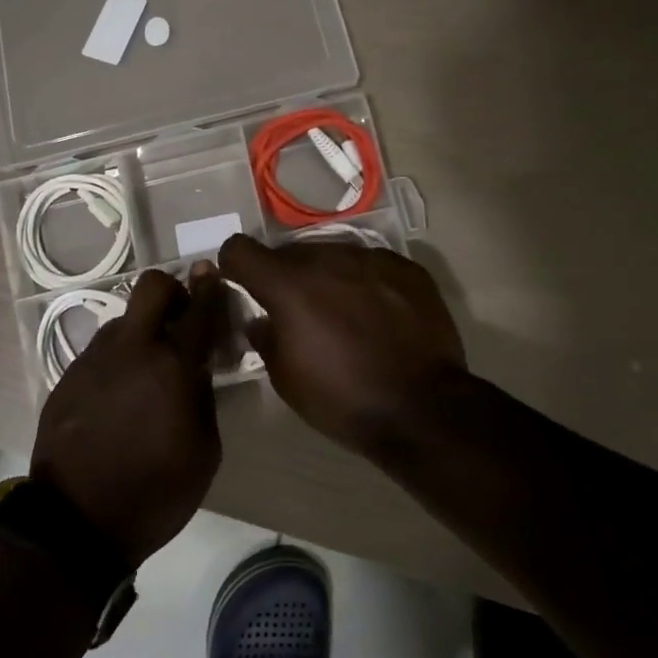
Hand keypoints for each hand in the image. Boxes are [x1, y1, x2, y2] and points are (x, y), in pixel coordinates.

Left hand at [31, 265, 225, 564]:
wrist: (77, 523)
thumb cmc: (157, 493)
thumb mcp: (204, 450)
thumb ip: (204, 396)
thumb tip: (196, 367)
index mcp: (173, 366)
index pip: (199, 308)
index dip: (210, 287)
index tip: (213, 276)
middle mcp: (131, 349)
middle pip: (151, 287)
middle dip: (172, 290)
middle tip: (181, 318)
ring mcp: (94, 360)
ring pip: (124, 320)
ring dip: (143, 331)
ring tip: (148, 370)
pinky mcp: (68, 376)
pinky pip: (101, 351)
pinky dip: (118, 359)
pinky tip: (120, 395)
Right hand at [218, 235, 467, 456]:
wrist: (423, 408)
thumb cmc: (342, 399)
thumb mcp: (285, 377)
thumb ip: (265, 336)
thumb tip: (262, 319)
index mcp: (288, 285)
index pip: (240, 249)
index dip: (234, 265)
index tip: (242, 284)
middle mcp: (327, 258)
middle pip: (289, 252)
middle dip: (285, 276)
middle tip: (298, 311)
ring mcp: (371, 258)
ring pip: (332, 254)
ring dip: (326, 277)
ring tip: (342, 313)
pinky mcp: (406, 267)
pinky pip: (370, 264)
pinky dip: (363, 282)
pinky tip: (377, 314)